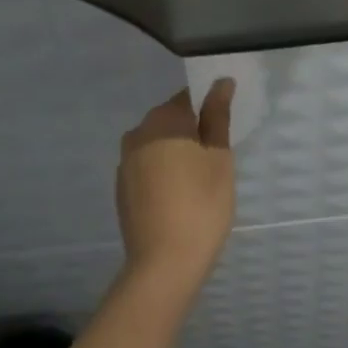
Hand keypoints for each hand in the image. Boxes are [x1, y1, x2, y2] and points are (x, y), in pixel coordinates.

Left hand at [115, 83, 237, 287]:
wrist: (163, 263)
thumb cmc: (202, 206)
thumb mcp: (219, 159)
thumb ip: (218, 117)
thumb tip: (220, 83)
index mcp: (163, 121)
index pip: (189, 97)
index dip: (210, 109)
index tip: (225, 129)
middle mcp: (137, 133)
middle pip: (171, 120)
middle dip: (193, 131)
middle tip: (218, 158)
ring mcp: (125, 162)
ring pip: (158, 144)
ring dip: (177, 152)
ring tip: (200, 179)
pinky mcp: (122, 187)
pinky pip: (147, 166)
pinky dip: (163, 172)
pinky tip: (179, 196)